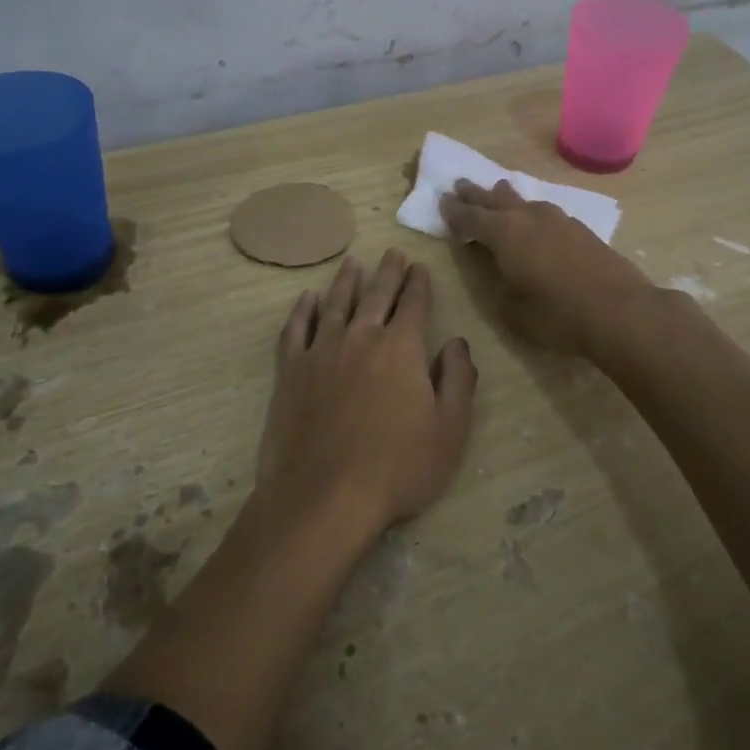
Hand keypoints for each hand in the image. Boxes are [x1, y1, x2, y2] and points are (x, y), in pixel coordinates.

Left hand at [254, 250, 478, 539]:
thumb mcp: (449, 430)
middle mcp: (361, 337)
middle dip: (388, 272)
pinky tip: (308, 299)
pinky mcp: (291, 370)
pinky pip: (296, 329)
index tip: (420, 267)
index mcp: (402, 348)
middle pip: (377, 295)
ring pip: (336, 304)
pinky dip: (303, 310)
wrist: (324, 495)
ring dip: (346, 281)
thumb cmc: (397, 467)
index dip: (419, 284)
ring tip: (353, 263)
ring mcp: (322, 351)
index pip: (414, 304)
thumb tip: (458, 343)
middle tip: (393, 254)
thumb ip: (458, 380)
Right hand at [440, 180, 651, 352]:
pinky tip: (535, 216)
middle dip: (476, 194)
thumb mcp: (511, 309)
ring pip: (524, 201)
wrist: (620, 311)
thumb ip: (497, 282)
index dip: (454, 212)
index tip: (442, 201)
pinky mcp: (580, 229)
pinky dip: (531, 211)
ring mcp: (558, 219)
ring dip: (506, 197)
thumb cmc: (557, 315)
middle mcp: (528, 217)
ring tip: (497, 190)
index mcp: (504, 233)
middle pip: (495, 199)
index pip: (470, 217)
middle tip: (460, 184)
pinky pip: (545, 211)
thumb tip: (497, 267)